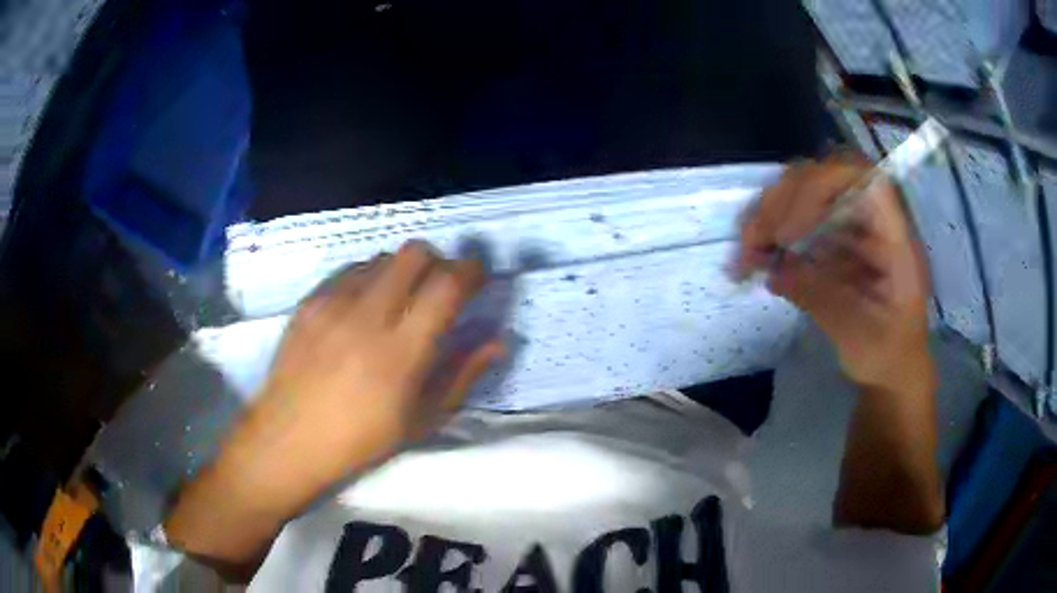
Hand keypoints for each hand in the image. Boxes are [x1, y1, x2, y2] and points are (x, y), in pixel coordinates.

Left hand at [165, 241, 502, 576]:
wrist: (290, 438)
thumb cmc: (361, 439)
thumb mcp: (422, 419)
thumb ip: (462, 374)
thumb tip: (497, 339)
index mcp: (402, 351)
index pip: (447, 285)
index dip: (470, 271)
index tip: (477, 277)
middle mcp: (368, 316)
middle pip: (414, 253)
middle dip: (437, 261)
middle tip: (438, 287)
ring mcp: (333, 304)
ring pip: (381, 257)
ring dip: (401, 271)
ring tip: (397, 301)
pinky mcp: (309, 301)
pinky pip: (349, 270)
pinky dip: (368, 278)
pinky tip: (362, 307)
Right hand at [736, 157, 932, 390]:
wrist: (894, 365)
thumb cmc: (889, 354)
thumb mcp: (859, 336)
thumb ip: (822, 300)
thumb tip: (774, 271)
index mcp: (892, 237)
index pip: (860, 179)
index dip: (820, 188)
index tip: (788, 233)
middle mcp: (870, 219)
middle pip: (823, 177)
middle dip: (783, 204)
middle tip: (753, 246)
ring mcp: (849, 225)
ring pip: (803, 192)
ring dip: (769, 216)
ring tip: (747, 255)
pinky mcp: (831, 237)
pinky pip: (796, 217)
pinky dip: (771, 233)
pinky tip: (755, 260)